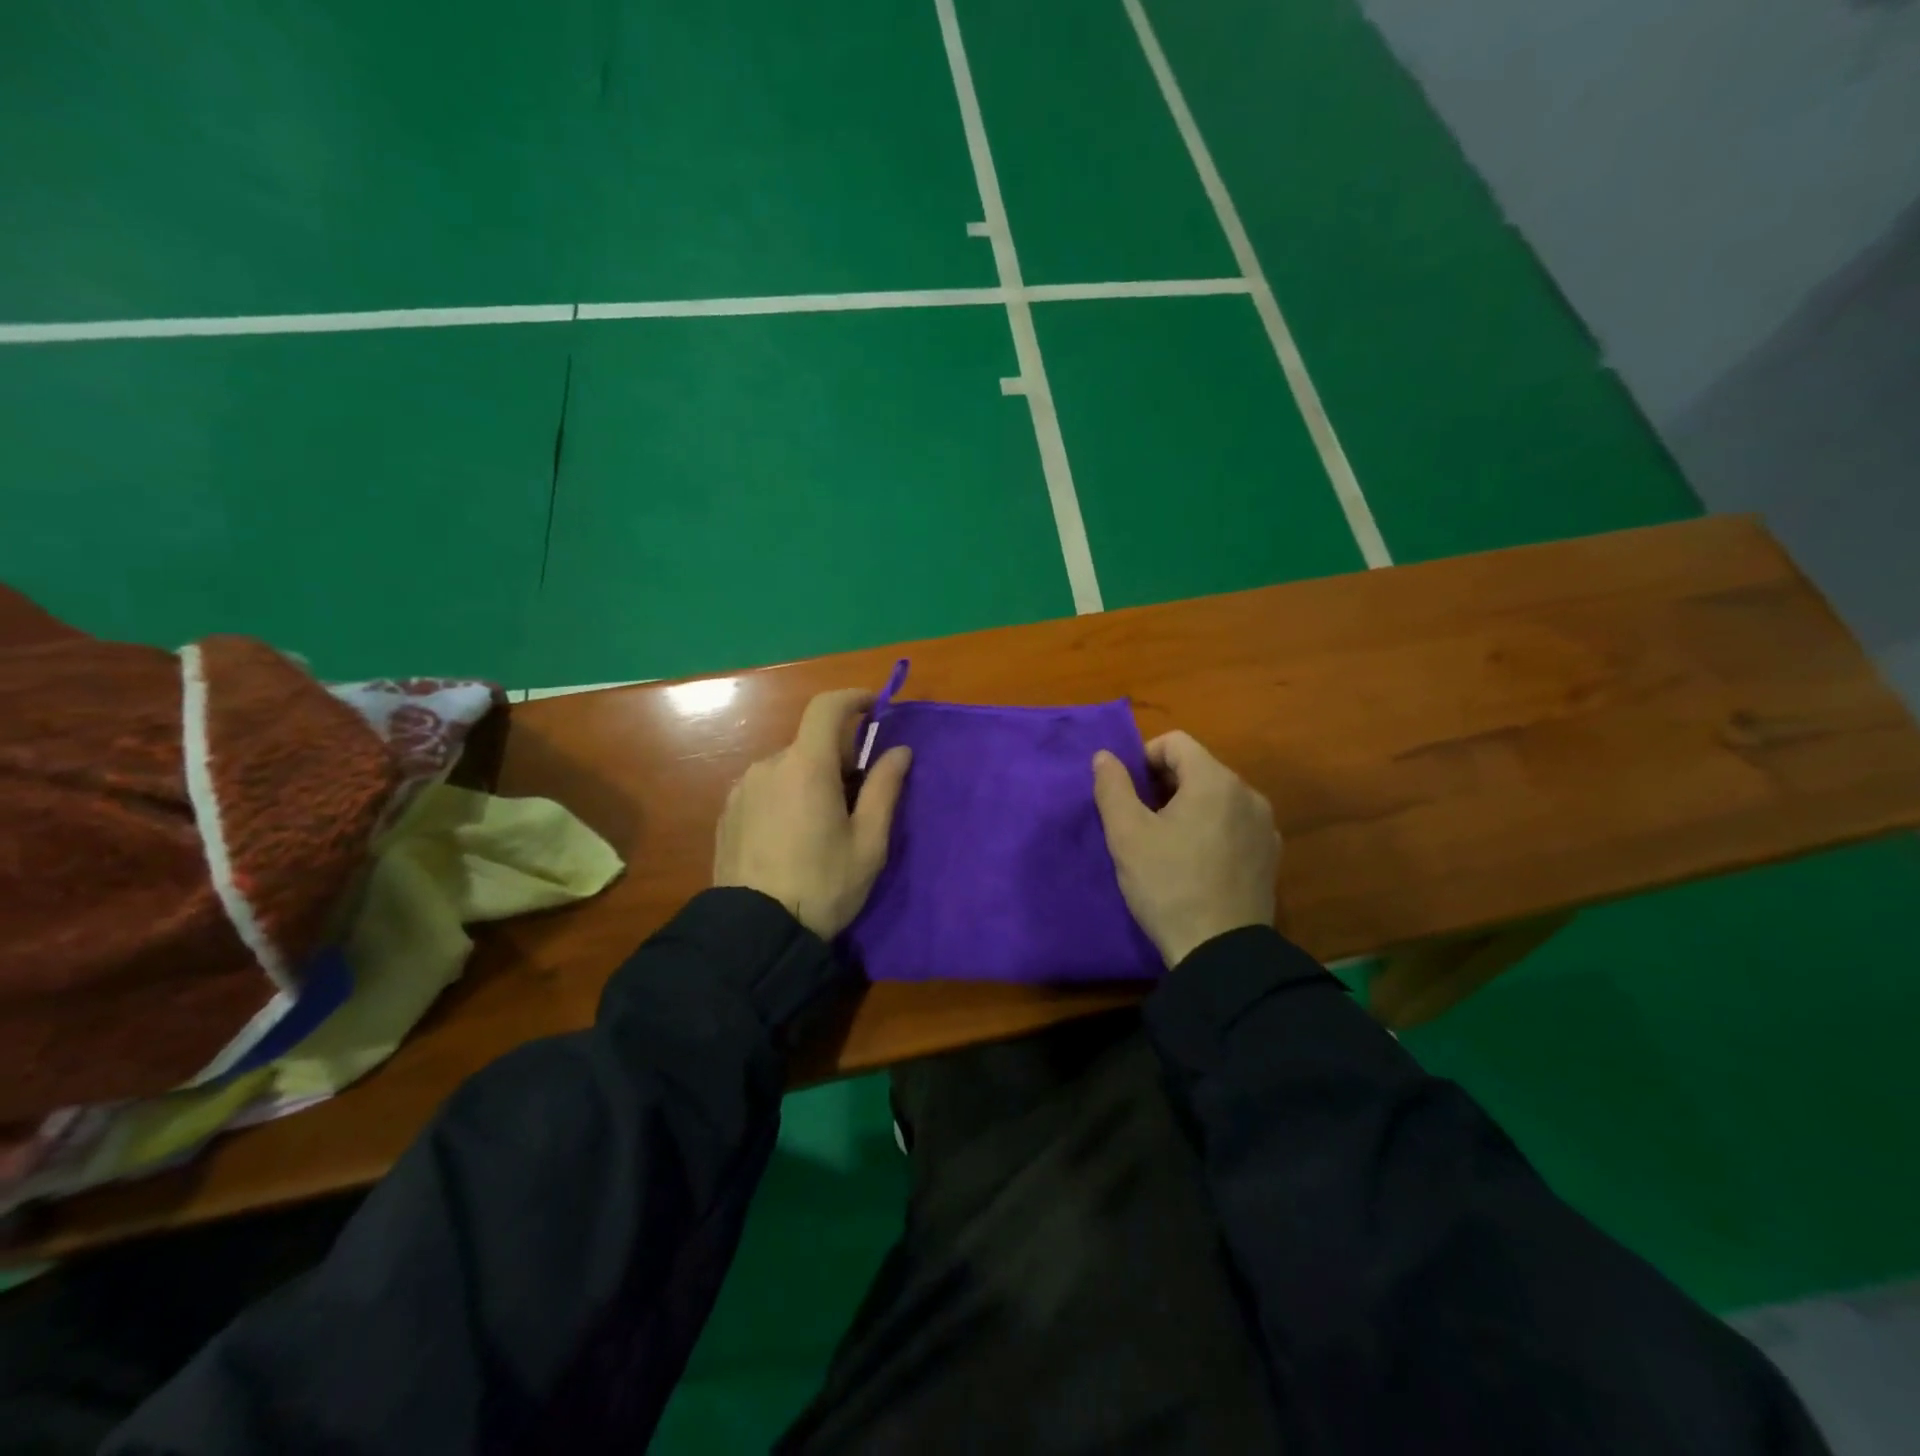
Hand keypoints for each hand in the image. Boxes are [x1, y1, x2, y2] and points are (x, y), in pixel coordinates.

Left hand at [713, 688, 912, 938]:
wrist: (755, 934)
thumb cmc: (824, 886)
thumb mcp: (869, 842)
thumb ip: (885, 788)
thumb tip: (899, 750)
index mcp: (806, 767)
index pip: (826, 708)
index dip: (852, 698)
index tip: (874, 707)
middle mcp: (768, 766)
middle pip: (810, 743)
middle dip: (838, 757)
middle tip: (858, 797)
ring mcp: (742, 789)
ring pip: (787, 767)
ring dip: (810, 778)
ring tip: (822, 825)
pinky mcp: (728, 812)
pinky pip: (765, 788)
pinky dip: (786, 795)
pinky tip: (792, 837)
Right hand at [1091, 731, 1279, 967]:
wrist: (1222, 953)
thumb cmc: (1168, 885)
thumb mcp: (1127, 835)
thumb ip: (1113, 787)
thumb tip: (1105, 756)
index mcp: (1215, 781)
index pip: (1175, 742)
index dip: (1144, 758)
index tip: (1128, 792)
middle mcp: (1248, 794)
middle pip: (1199, 767)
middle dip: (1164, 784)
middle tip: (1140, 820)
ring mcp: (1265, 826)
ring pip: (1217, 797)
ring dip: (1188, 806)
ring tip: (1166, 843)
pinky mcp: (1269, 856)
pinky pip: (1234, 824)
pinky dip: (1211, 829)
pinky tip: (1196, 863)